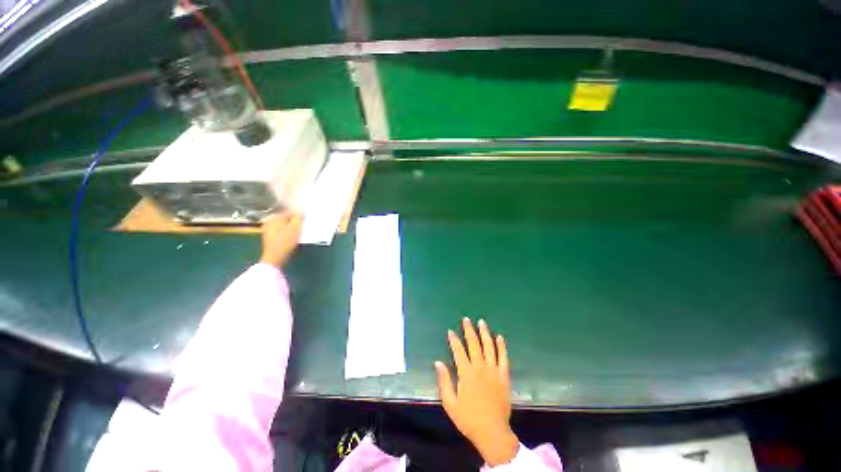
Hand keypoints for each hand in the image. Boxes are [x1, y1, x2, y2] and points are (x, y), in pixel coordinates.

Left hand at [259, 212, 302, 267]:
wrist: (275, 257)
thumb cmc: (286, 241)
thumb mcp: (296, 227)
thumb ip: (299, 217)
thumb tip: (300, 211)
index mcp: (274, 217)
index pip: (290, 213)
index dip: (299, 218)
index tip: (305, 224)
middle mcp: (269, 221)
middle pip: (286, 219)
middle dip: (294, 223)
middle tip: (301, 229)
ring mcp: (267, 230)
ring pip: (283, 226)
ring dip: (291, 229)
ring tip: (297, 234)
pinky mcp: (269, 238)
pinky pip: (280, 232)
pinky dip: (286, 234)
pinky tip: (291, 239)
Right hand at [436, 318, 518, 465]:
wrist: (493, 432)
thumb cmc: (468, 419)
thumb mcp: (450, 403)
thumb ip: (444, 381)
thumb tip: (438, 362)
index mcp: (466, 373)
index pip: (458, 350)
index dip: (454, 340)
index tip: (450, 331)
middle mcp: (480, 367)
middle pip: (474, 344)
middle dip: (469, 330)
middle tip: (466, 319)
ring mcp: (494, 370)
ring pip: (489, 347)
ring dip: (484, 333)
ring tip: (481, 322)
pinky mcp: (504, 376)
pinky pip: (503, 358)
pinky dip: (501, 346)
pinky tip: (499, 337)